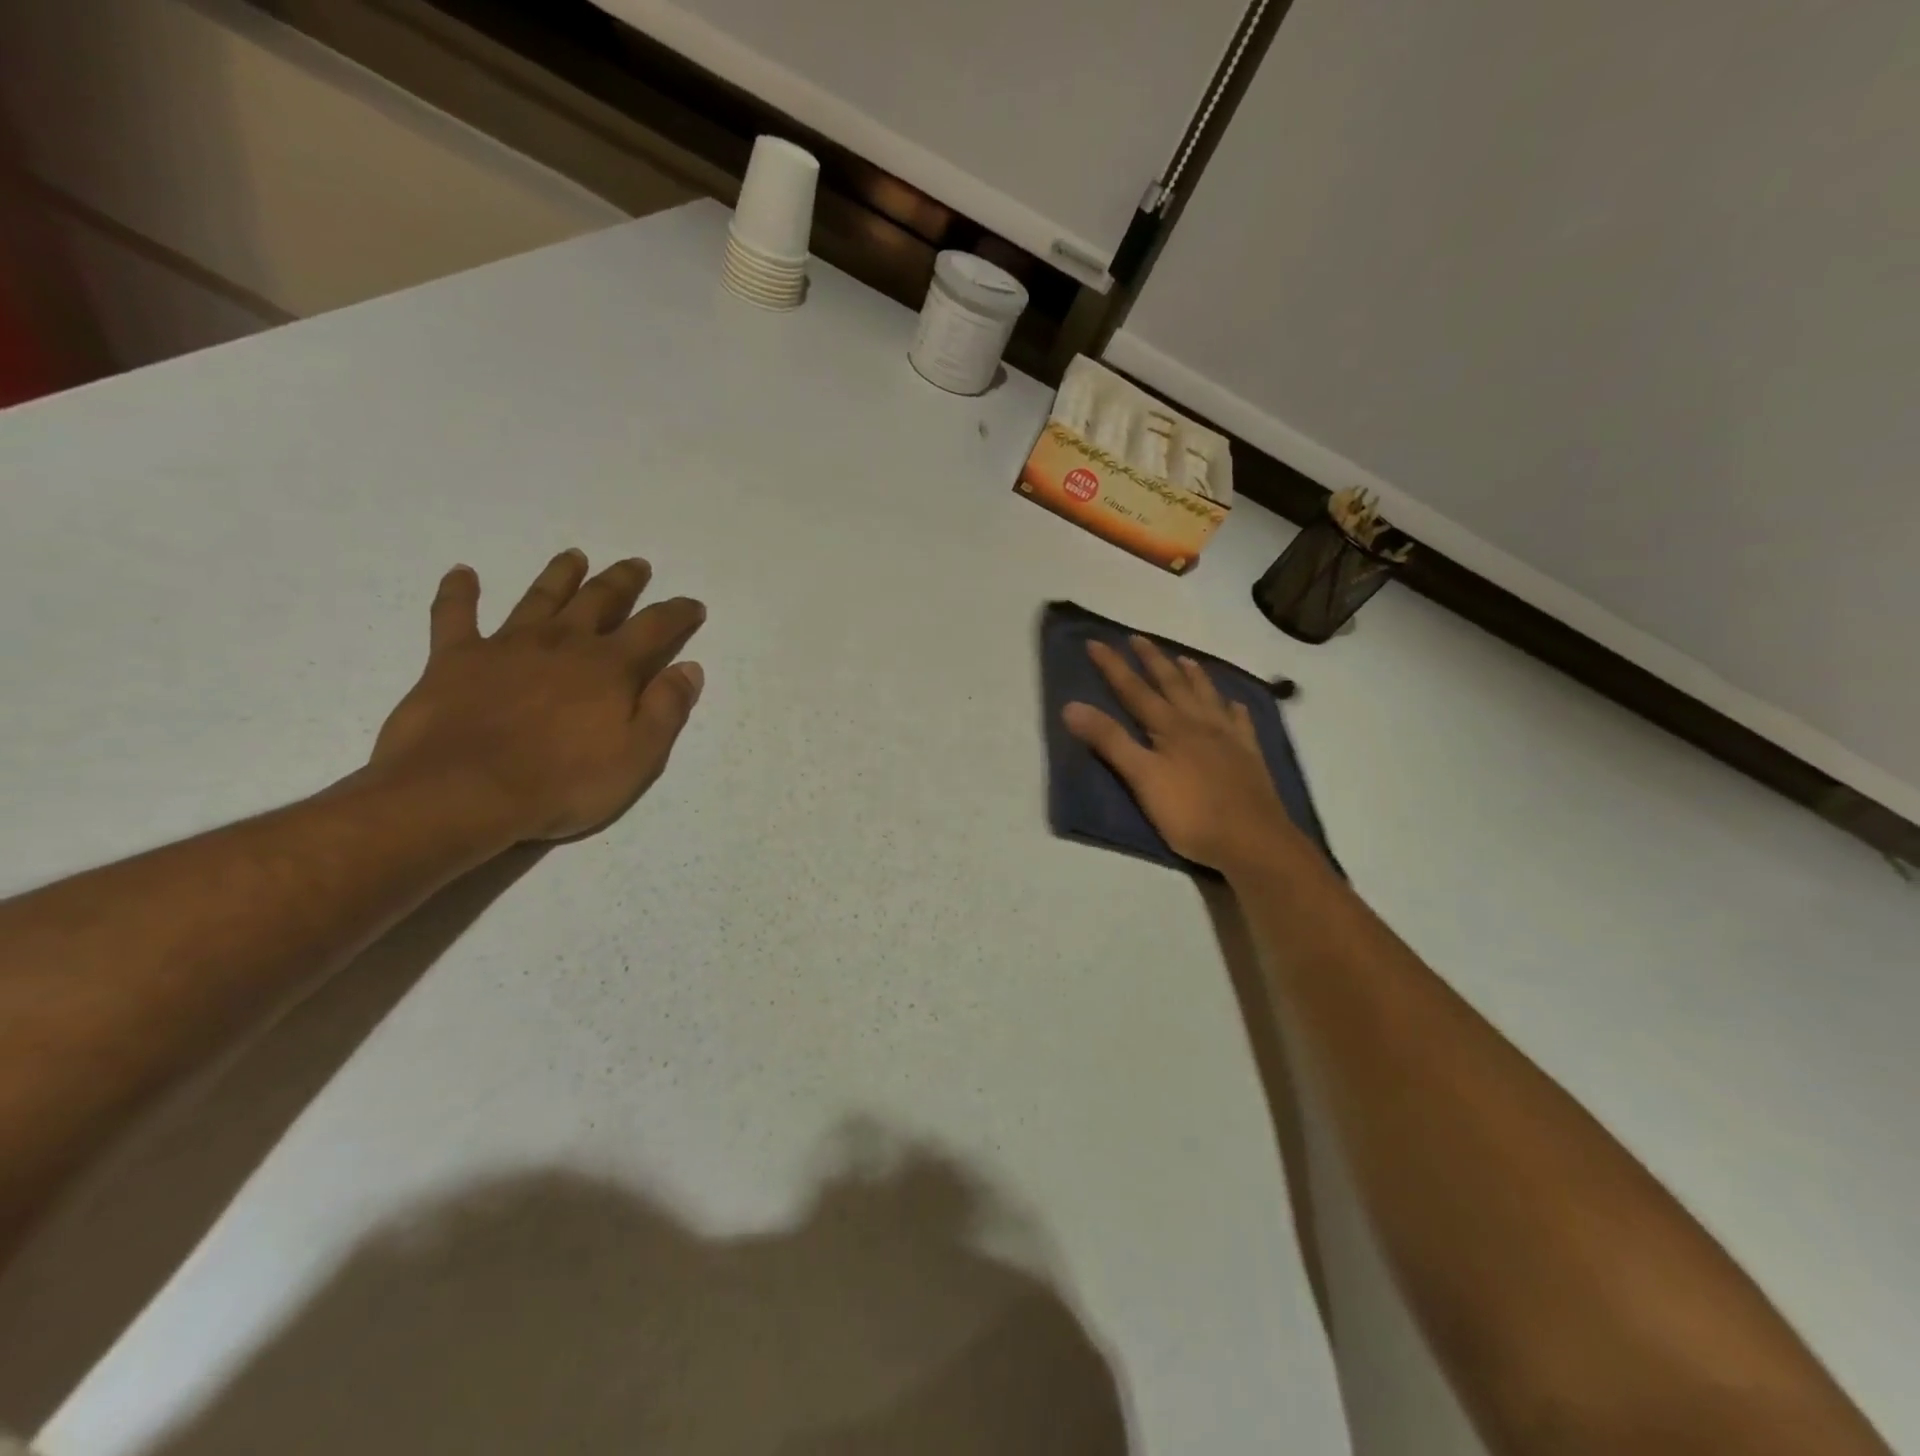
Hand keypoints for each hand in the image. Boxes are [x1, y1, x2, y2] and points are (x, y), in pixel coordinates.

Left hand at [370, 550, 706, 841]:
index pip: (655, 627)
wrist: (464, 793)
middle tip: (636, 564)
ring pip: (540, 596)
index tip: (693, 605)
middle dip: (623, 581)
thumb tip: (690, 668)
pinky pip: (455, 615)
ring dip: (560, 574)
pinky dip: (459, 592)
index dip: (678, 613)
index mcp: (609, 667)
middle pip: (599, 599)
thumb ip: (667, 708)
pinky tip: (463, 573)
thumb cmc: (563, 782)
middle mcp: (563, 642)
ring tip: (574, 556)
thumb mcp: (639, 756)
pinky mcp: (455, 658)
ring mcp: (507, 645)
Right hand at [1063, 636, 1303, 873]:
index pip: (1134, 690)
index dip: (1113, 666)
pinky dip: (1233, 708)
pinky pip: (1241, 722)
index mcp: (1170, 727)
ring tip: (1184, 658)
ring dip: (1193, 676)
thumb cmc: (1190, 813)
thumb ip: (1109, 741)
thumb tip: (1071, 706)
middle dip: (1152, 660)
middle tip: (1138, 637)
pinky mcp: (1249, 756)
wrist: (1253, 840)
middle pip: (1172, 684)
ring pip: (1207, 696)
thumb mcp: (1142, 779)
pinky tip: (1234, 704)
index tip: (1095, 642)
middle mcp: (1199, 723)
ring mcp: (1229, 738)